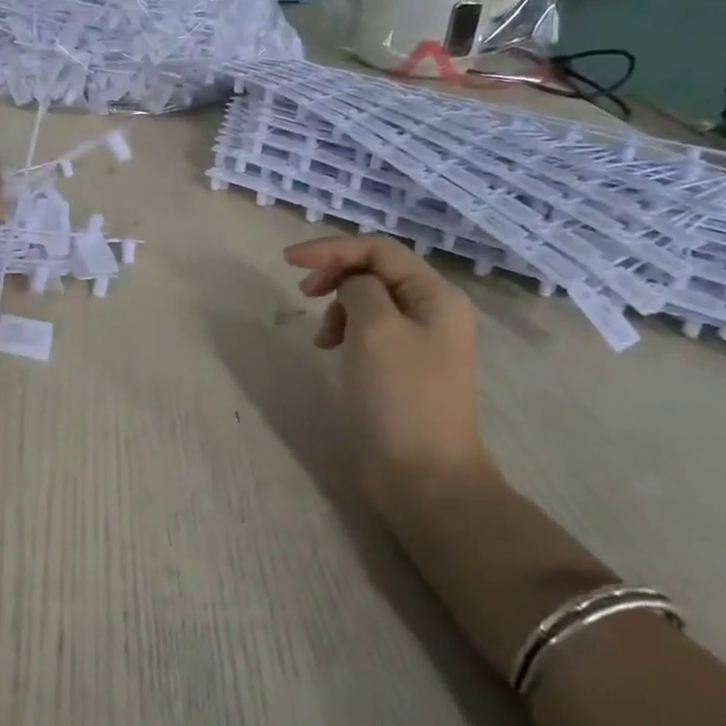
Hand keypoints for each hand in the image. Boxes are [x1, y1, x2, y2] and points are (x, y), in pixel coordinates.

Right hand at [285, 236, 490, 483]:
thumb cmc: (399, 396)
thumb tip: (352, 287)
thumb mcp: (375, 329)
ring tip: (322, 338)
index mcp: (436, 295)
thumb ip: (359, 288)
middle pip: (376, 271)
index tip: (288, 261)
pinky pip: (372, 331)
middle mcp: (434, 311)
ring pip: (371, 301)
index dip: (332, 248)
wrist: (426, 477)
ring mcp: (422, 342)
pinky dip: (347, 331)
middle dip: (336, 275)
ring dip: (339, 307)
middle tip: (304, 295)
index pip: (379, 249)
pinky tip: (333, 351)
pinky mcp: (406, 369)